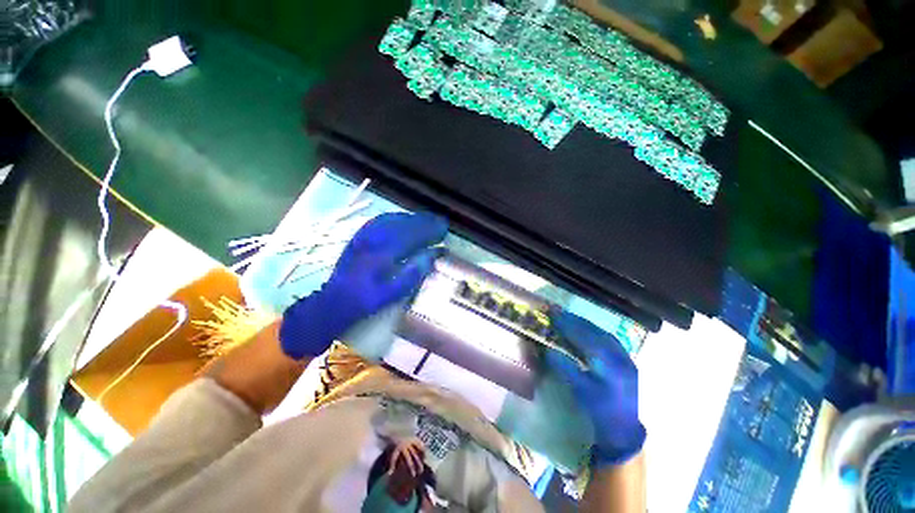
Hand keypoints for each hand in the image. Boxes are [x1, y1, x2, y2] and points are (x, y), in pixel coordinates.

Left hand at [279, 212, 447, 359]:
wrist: (332, 302)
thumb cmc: (365, 301)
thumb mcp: (392, 293)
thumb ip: (414, 273)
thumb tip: (433, 254)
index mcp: (384, 254)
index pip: (413, 235)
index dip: (430, 230)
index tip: (444, 228)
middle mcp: (375, 240)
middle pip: (404, 224)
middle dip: (424, 221)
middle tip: (440, 222)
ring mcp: (365, 236)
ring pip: (393, 219)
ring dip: (412, 217)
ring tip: (426, 219)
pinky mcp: (358, 237)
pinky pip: (380, 220)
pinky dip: (396, 217)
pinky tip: (403, 219)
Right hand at [547, 311, 645, 467]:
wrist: (624, 429)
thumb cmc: (601, 412)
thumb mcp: (580, 391)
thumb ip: (565, 368)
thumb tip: (548, 349)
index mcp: (610, 364)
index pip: (585, 337)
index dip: (567, 325)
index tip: (552, 314)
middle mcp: (620, 356)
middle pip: (594, 331)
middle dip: (574, 320)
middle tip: (556, 312)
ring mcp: (625, 356)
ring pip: (601, 332)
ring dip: (583, 323)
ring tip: (566, 317)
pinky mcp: (625, 359)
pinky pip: (607, 338)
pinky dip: (592, 330)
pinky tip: (584, 329)